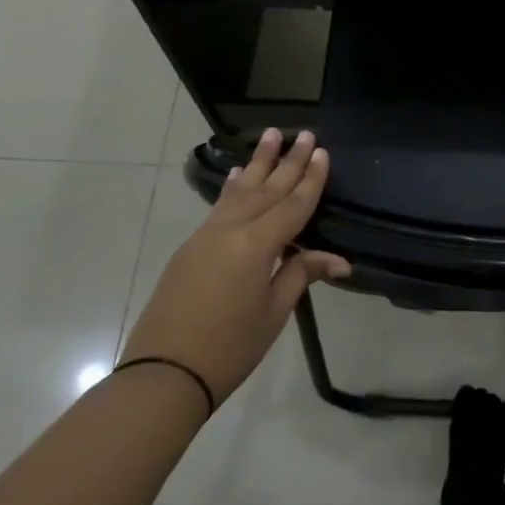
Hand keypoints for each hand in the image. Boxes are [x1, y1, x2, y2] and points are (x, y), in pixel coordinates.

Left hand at [121, 128, 349, 405]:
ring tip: (271, 135)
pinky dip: (233, 188)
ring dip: (258, 164)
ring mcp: (206, 236)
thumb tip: (339, 260)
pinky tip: (238, 175)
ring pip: (240, 191)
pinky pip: (219, 207)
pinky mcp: (191, 248)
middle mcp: (231, 230)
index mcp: (257, 245)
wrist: (165, 372)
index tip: (321, 151)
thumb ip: (301, 274)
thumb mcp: (273, 311)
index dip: (310, 179)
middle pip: (267, 190)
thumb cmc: (230, 346)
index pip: (292, 205)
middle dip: (288, 161)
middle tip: (304, 132)